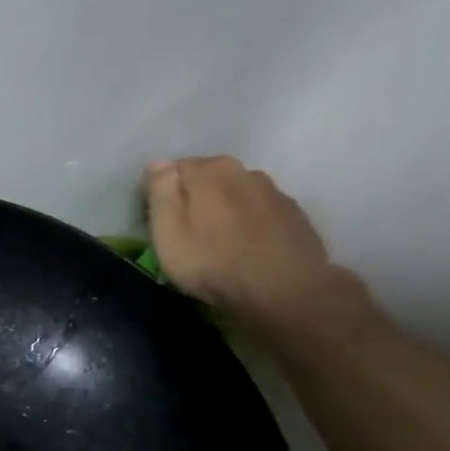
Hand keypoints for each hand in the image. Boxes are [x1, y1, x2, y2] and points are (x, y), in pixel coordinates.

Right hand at [144, 156, 372, 334]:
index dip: (160, 193)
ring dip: (222, 208)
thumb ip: (161, 192)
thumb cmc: (212, 261)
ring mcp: (273, 190)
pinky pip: (258, 210)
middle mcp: (243, 170)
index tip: (155, 220)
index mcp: (208, 170)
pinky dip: (247, 221)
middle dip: (192, 197)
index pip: (171, 169)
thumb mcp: (168, 231)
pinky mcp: (293, 213)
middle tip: (183, 232)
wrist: (283, 288)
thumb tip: (158, 162)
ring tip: (215, 239)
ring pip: (235, 192)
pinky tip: (243, 245)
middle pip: (206, 177)